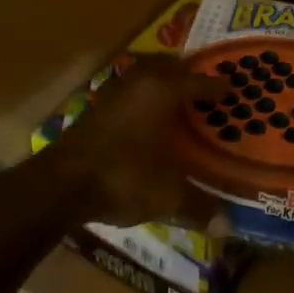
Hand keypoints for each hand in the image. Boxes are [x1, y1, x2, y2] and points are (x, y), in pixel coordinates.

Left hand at [47, 56, 222, 226]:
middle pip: (167, 66)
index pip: (197, 81)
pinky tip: (143, 116)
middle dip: (186, 74)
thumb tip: (228, 226)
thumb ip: (198, 206)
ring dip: (159, 80)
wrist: (62, 183)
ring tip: (175, 97)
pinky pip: (127, 90)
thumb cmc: (124, 177)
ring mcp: (112, 92)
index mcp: (162, 91)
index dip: (216, 86)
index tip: (231, 89)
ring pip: (142, 74)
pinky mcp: (94, 107)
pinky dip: (140, 95)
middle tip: (203, 88)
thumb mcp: (167, 195)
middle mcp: (138, 82)